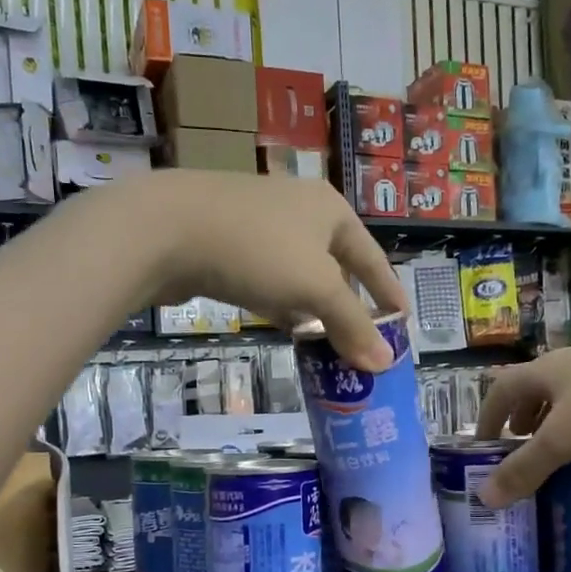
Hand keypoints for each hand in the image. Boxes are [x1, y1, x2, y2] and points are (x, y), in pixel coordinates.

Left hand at [128, 170, 406, 371]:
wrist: (167, 230)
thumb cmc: (258, 251)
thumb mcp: (316, 289)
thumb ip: (352, 326)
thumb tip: (385, 362)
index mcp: (330, 210)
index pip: (372, 258)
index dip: (389, 292)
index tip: (403, 323)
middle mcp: (300, 209)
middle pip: (336, 265)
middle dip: (349, 304)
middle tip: (362, 339)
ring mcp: (261, 223)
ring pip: (300, 273)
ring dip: (315, 307)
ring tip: (327, 340)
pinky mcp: (229, 242)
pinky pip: (269, 278)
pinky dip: (282, 302)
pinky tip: (284, 324)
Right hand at [473, 337, 570, 505]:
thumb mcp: (562, 440)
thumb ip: (523, 469)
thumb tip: (483, 497)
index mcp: (547, 369)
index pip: (502, 388)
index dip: (487, 416)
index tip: (482, 446)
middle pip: (536, 392)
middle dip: (522, 422)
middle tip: (518, 455)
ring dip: (556, 429)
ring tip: (554, 461)